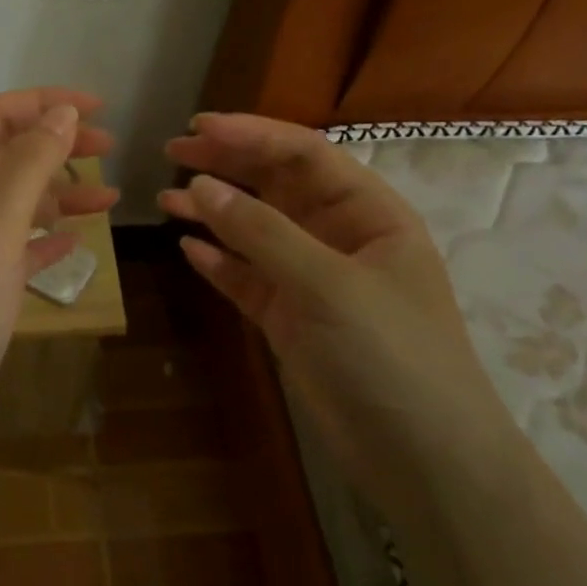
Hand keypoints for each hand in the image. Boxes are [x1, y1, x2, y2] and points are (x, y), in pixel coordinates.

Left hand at [0, 90, 117, 455]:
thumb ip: (25, 168)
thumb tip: (61, 113)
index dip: (43, 104)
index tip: (98, 108)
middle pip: (7, 157)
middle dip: (56, 145)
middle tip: (110, 149)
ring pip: (16, 204)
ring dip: (60, 194)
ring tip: (109, 200)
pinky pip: (17, 249)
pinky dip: (46, 239)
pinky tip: (76, 242)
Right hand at [161, 113, 510, 517]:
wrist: (420, 456)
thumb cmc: (389, 355)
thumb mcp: (328, 284)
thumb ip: (261, 233)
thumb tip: (198, 186)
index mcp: (368, 213)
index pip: (303, 155)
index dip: (251, 135)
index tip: (197, 129)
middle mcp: (338, 237)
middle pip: (275, 186)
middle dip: (226, 165)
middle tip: (171, 153)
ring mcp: (311, 280)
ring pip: (254, 232)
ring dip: (213, 213)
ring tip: (166, 200)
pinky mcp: (290, 319)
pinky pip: (247, 278)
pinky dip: (219, 263)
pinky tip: (188, 250)